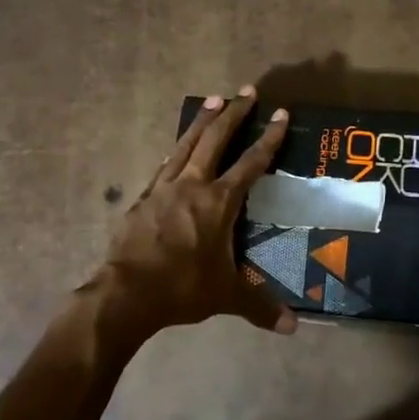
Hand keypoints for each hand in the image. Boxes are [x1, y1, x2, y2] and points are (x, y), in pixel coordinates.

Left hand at [89, 86, 295, 345]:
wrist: (126, 293)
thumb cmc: (182, 288)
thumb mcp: (226, 296)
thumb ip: (260, 307)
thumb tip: (292, 328)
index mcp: (218, 202)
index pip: (251, 164)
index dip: (268, 139)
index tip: (280, 114)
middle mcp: (192, 186)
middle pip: (215, 140)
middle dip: (234, 114)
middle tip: (246, 91)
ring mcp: (163, 189)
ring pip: (185, 144)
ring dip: (201, 122)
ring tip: (212, 100)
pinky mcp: (142, 199)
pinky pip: (164, 166)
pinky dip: (176, 151)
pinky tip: (177, 148)